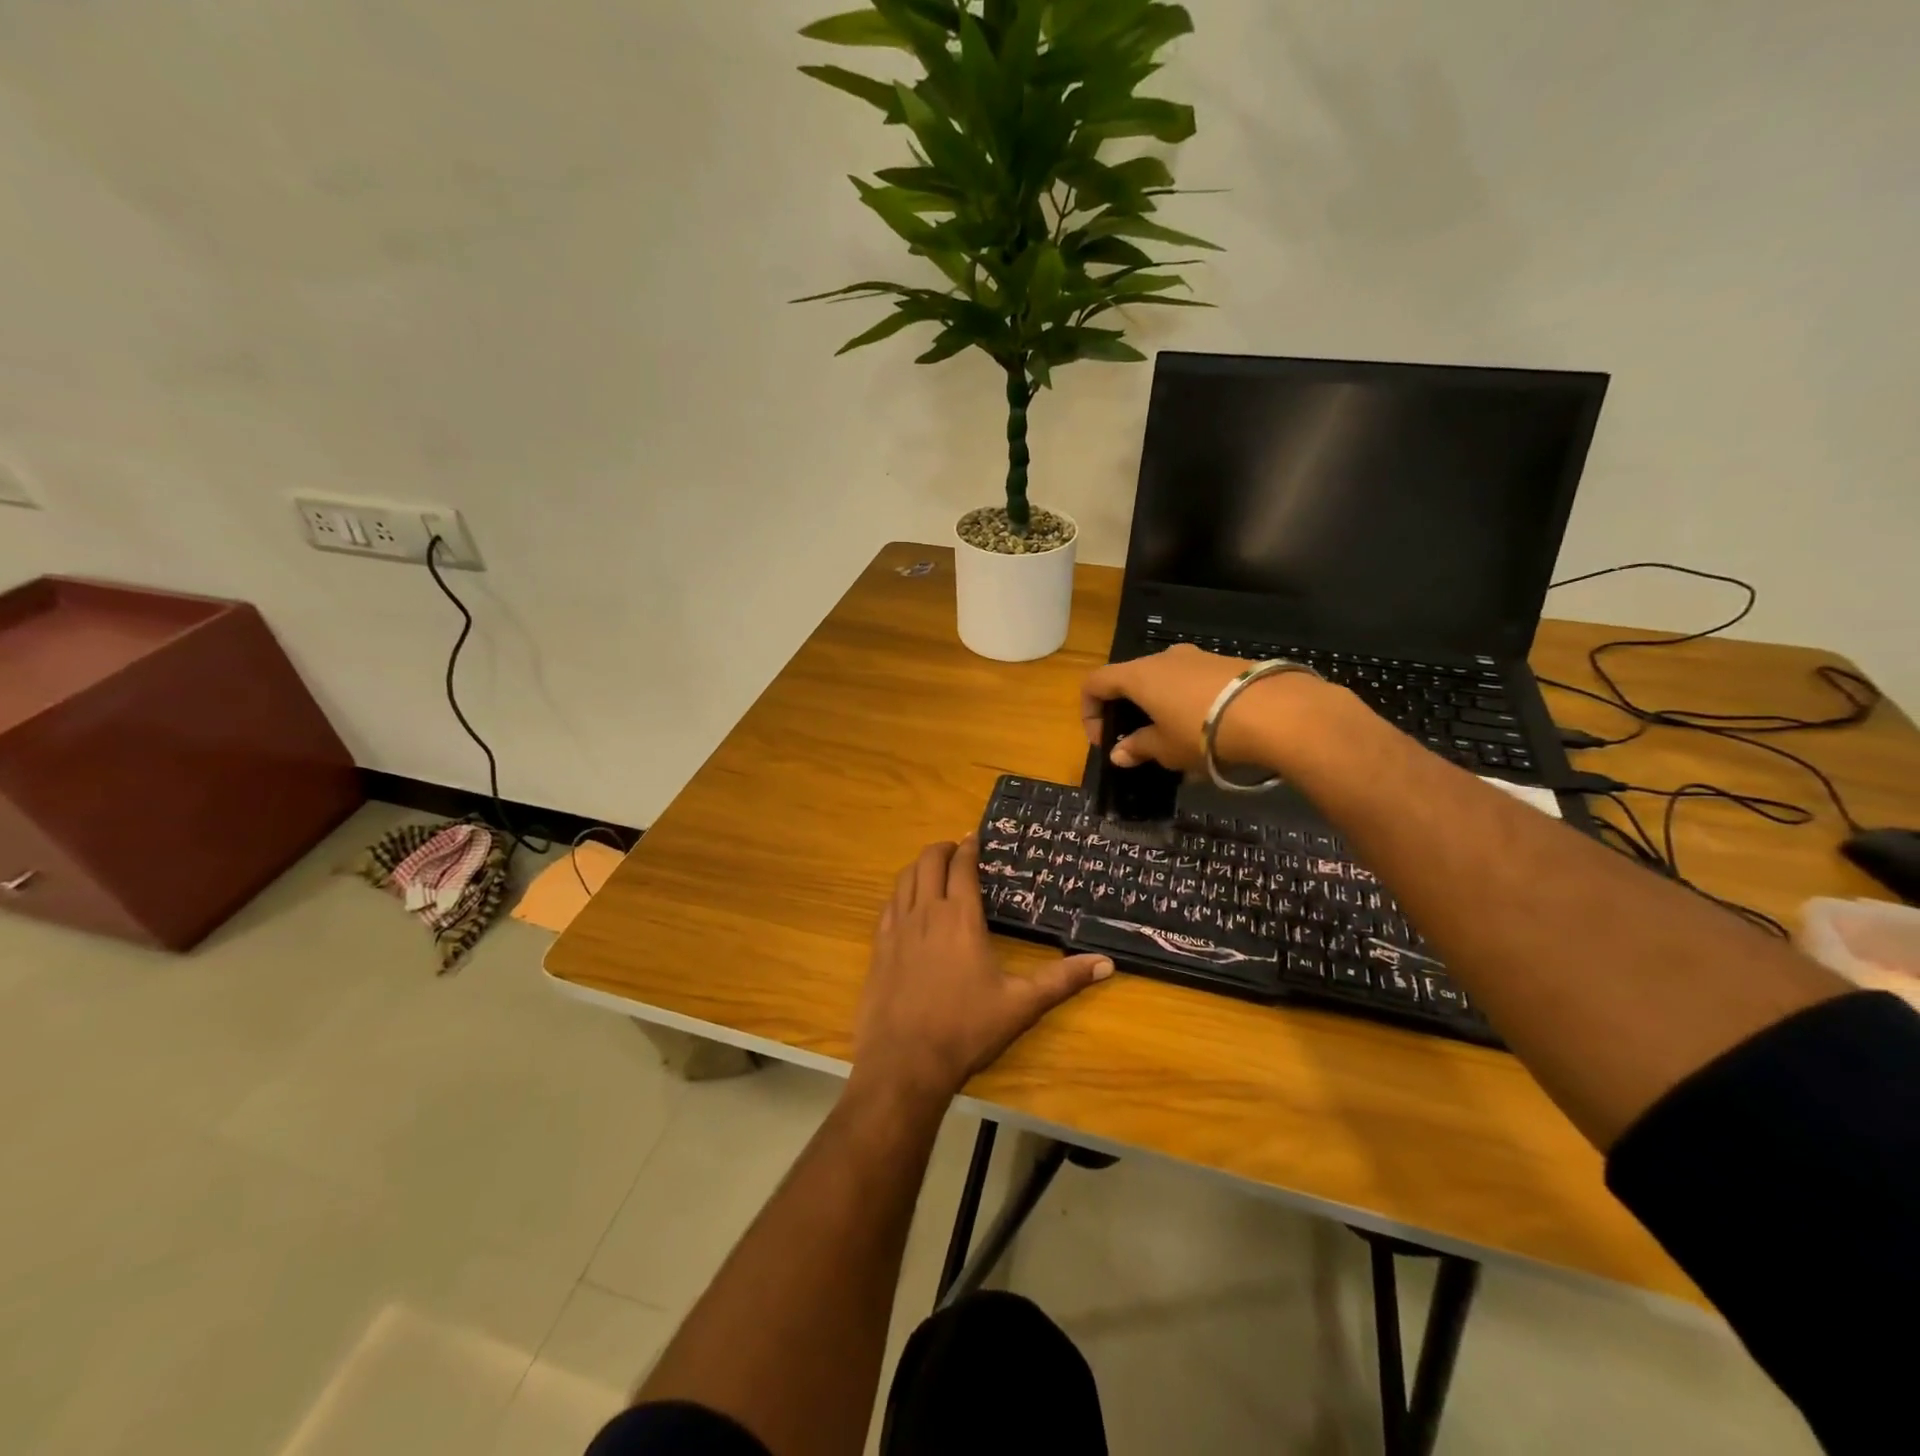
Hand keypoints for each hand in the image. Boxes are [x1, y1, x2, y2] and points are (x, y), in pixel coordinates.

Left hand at [853, 837, 1112, 1104]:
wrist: (904, 1062)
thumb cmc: (966, 1029)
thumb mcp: (1021, 1004)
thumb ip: (1063, 980)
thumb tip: (1107, 963)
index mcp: (960, 917)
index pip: (961, 866)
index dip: (968, 847)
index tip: (975, 838)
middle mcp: (925, 912)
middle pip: (928, 862)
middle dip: (942, 848)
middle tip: (955, 849)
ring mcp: (896, 929)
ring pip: (904, 879)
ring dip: (919, 866)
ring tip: (933, 870)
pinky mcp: (878, 948)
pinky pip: (888, 905)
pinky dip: (900, 892)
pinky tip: (906, 904)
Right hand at [1080, 644, 1338, 772]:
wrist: (1278, 713)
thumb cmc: (1204, 732)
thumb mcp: (1166, 749)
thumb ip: (1138, 748)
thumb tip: (1118, 753)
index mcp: (1139, 675)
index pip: (1095, 683)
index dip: (1089, 712)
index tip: (1104, 741)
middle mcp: (1163, 658)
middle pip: (1130, 679)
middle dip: (1127, 711)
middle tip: (1138, 742)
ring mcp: (1197, 657)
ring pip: (1164, 680)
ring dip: (1160, 707)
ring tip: (1176, 741)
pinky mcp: (1226, 664)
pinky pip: (1193, 683)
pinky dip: (1187, 703)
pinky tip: (1207, 731)